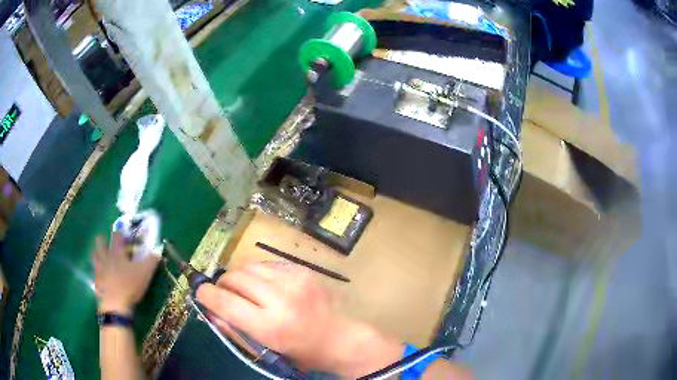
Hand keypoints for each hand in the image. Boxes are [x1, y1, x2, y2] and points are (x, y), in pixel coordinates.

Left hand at [93, 232, 159, 314]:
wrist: (115, 305)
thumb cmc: (130, 285)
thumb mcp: (145, 273)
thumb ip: (152, 260)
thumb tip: (158, 250)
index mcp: (116, 252)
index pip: (116, 236)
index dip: (120, 233)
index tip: (125, 235)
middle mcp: (105, 257)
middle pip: (100, 243)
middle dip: (102, 240)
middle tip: (107, 243)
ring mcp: (99, 270)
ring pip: (95, 257)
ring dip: (97, 255)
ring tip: (102, 258)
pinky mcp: (96, 282)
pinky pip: (95, 274)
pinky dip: (97, 274)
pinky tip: (102, 278)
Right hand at [196, 261, 404, 376]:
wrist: (341, 338)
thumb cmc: (301, 352)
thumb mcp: (265, 350)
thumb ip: (234, 329)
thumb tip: (209, 309)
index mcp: (270, 326)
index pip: (225, 302)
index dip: (206, 295)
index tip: (201, 293)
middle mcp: (281, 299)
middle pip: (235, 278)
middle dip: (223, 283)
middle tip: (223, 292)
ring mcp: (294, 280)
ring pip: (249, 266)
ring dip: (240, 277)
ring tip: (244, 289)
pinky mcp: (303, 270)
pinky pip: (268, 264)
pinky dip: (258, 273)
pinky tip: (264, 285)